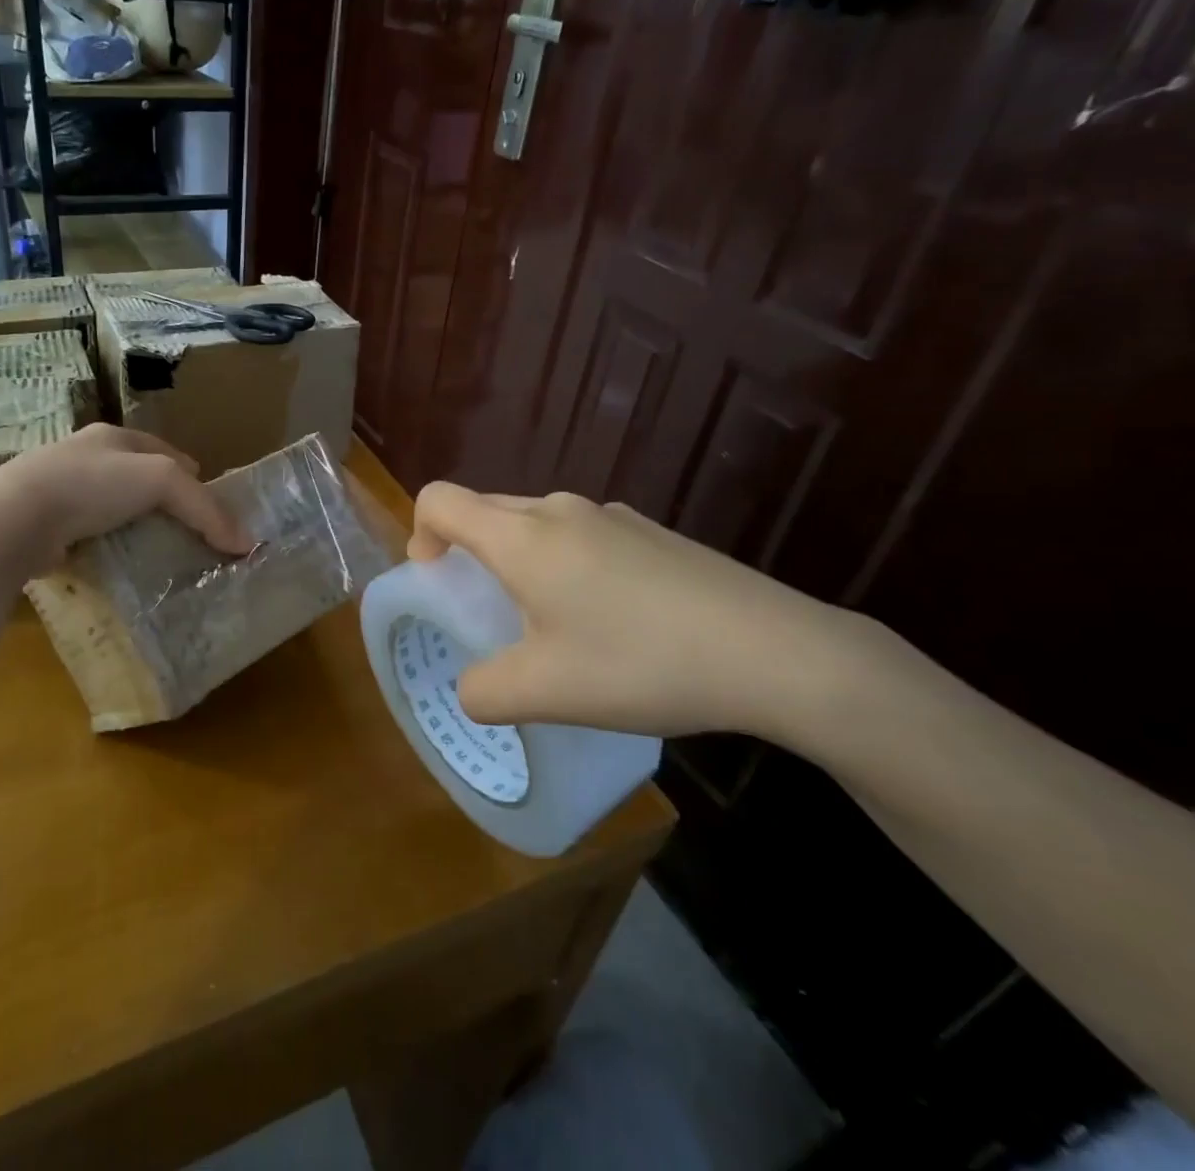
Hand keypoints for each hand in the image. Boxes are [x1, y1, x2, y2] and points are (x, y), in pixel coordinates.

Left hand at [0, 424, 253, 568]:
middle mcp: (85, 457)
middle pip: (137, 476)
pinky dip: (107, 545)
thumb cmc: (94, 483)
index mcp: (113, 437)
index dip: (189, 471)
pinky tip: (119, 562)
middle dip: (163, 500)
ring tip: (158, 548)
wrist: (17, 517)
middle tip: (189, 529)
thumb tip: (246, 542)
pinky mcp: (44, 524)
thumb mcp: (162, 481)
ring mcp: (60, 491)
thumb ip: (205, 509)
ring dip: (134, 524)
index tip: (209, 497)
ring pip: (111, 506)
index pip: (162, 449)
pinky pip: (88, 533)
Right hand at [408, 483, 892, 743]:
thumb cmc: (641, 664)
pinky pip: (581, 536)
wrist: (774, 650)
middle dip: (469, 556)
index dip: (420, 535)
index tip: (441, 583)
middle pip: (485, 510)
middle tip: (492, 616)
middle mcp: (560, 509)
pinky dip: (567, 566)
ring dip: (521, 564)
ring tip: (554, 627)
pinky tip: (614, 623)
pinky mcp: (650, 531)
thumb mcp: (545, 692)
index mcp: (522, 537)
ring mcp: (611, 515)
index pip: (439, 500)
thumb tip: (472, 688)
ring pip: (536, 525)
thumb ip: (483, 691)